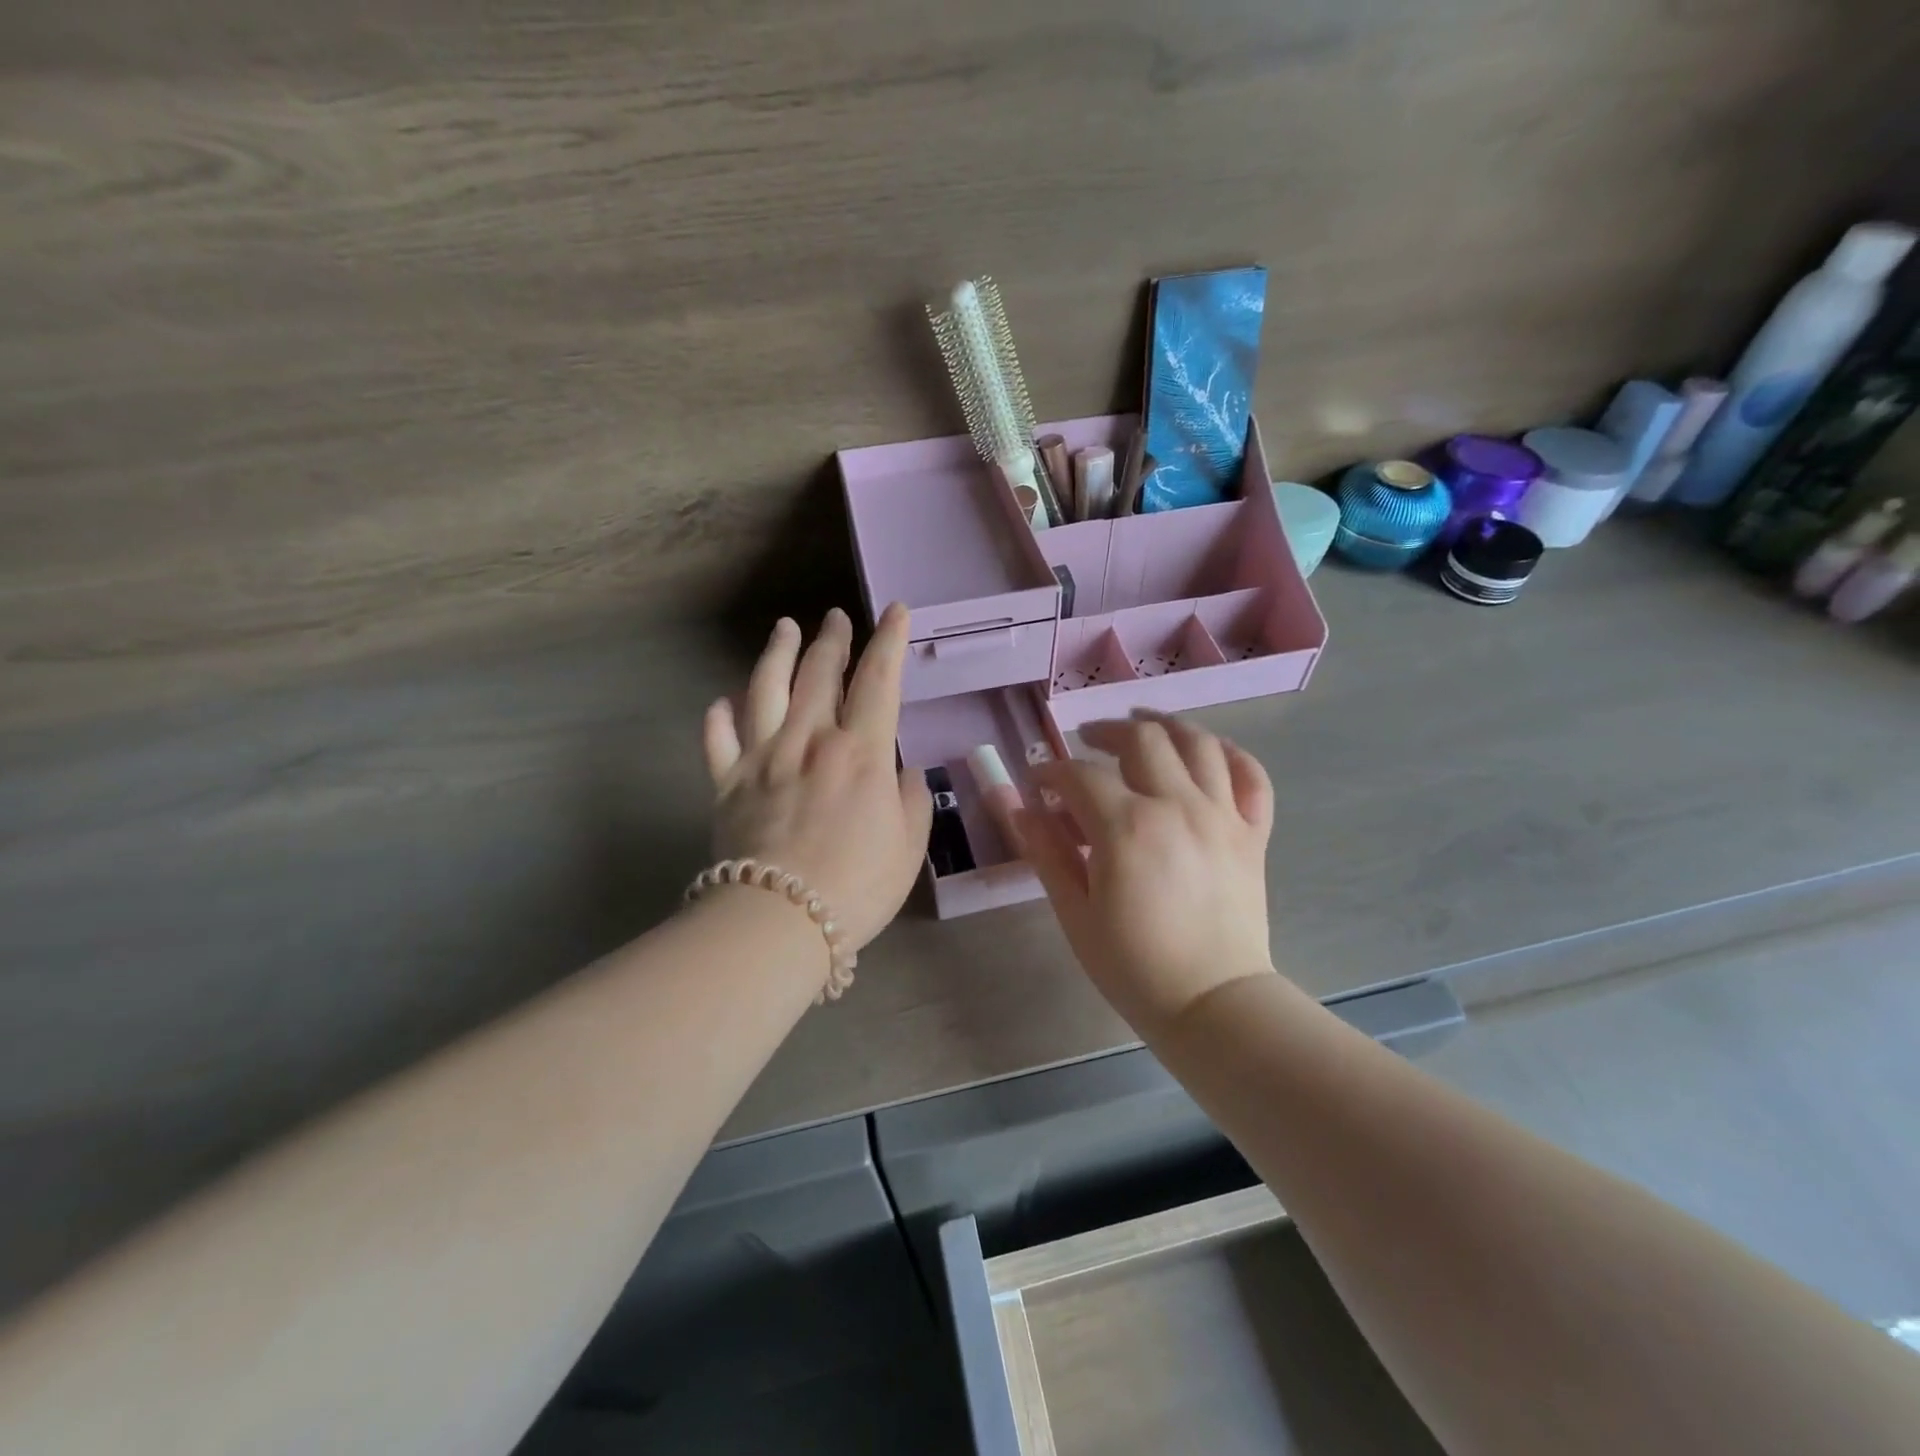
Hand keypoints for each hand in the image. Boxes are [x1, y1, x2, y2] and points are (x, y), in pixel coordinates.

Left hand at [702, 604, 932, 952]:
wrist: (779, 921)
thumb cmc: (856, 886)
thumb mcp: (908, 846)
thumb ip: (911, 801)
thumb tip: (903, 772)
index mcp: (859, 752)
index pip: (878, 680)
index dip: (889, 641)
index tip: (895, 611)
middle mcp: (809, 740)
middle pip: (819, 674)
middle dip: (832, 639)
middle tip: (835, 617)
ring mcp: (762, 758)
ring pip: (766, 689)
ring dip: (777, 654)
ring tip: (784, 628)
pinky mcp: (726, 784)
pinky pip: (718, 740)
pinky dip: (719, 717)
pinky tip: (723, 702)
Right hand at [1018, 713, 1275, 1034]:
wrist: (1212, 1003)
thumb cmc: (1133, 965)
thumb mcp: (1075, 911)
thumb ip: (1045, 851)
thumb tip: (1016, 806)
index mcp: (1127, 827)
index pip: (1080, 775)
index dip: (1051, 773)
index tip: (1038, 784)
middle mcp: (1178, 806)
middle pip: (1142, 740)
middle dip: (1105, 733)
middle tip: (1086, 743)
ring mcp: (1222, 815)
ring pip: (1198, 743)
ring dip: (1165, 726)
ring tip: (1143, 728)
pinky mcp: (1252, 833)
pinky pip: (1250, 776)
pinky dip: (1230, 754)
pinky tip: (1207, 752)